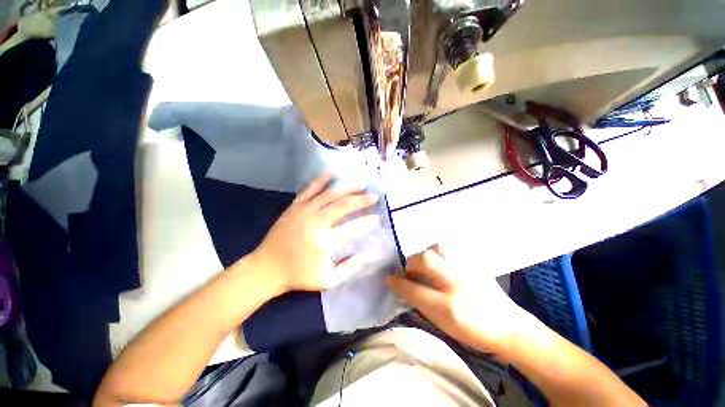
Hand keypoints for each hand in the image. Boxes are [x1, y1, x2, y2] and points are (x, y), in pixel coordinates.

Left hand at [250, 173, 380, 292]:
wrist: (266, 269)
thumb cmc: (299, 276)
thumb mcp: (329, 280)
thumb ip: (351, 266)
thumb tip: (372, 254)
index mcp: (325, 242)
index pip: (353, 229)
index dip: (368, 222)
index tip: (379, 218)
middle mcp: (315, 222)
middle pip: (343, 205)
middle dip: (362, 200)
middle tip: (374, 196)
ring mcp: (304, 212)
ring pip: (329, 194)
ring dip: (347, 188)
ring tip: (361, 184)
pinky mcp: (295, 207)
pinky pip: (310, 189)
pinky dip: (322, 180)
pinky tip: (332, 173)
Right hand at [387, 245, 533, 354]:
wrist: (509, 327)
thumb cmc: (472, 326)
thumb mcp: (440, 316)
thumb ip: (416, 296)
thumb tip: (396, 282)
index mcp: (447, 292)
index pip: (414, 282)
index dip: (398, 281)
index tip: (389, 279)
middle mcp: (455, 271)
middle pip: (426, 257)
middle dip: (412, 264)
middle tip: (411, 274)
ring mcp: (466, 264)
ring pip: (438, 248)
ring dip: (427, 255)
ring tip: (426, 267)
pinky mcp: (472, 262)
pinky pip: (450, 249)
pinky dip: (440, 253)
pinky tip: (441, 264)